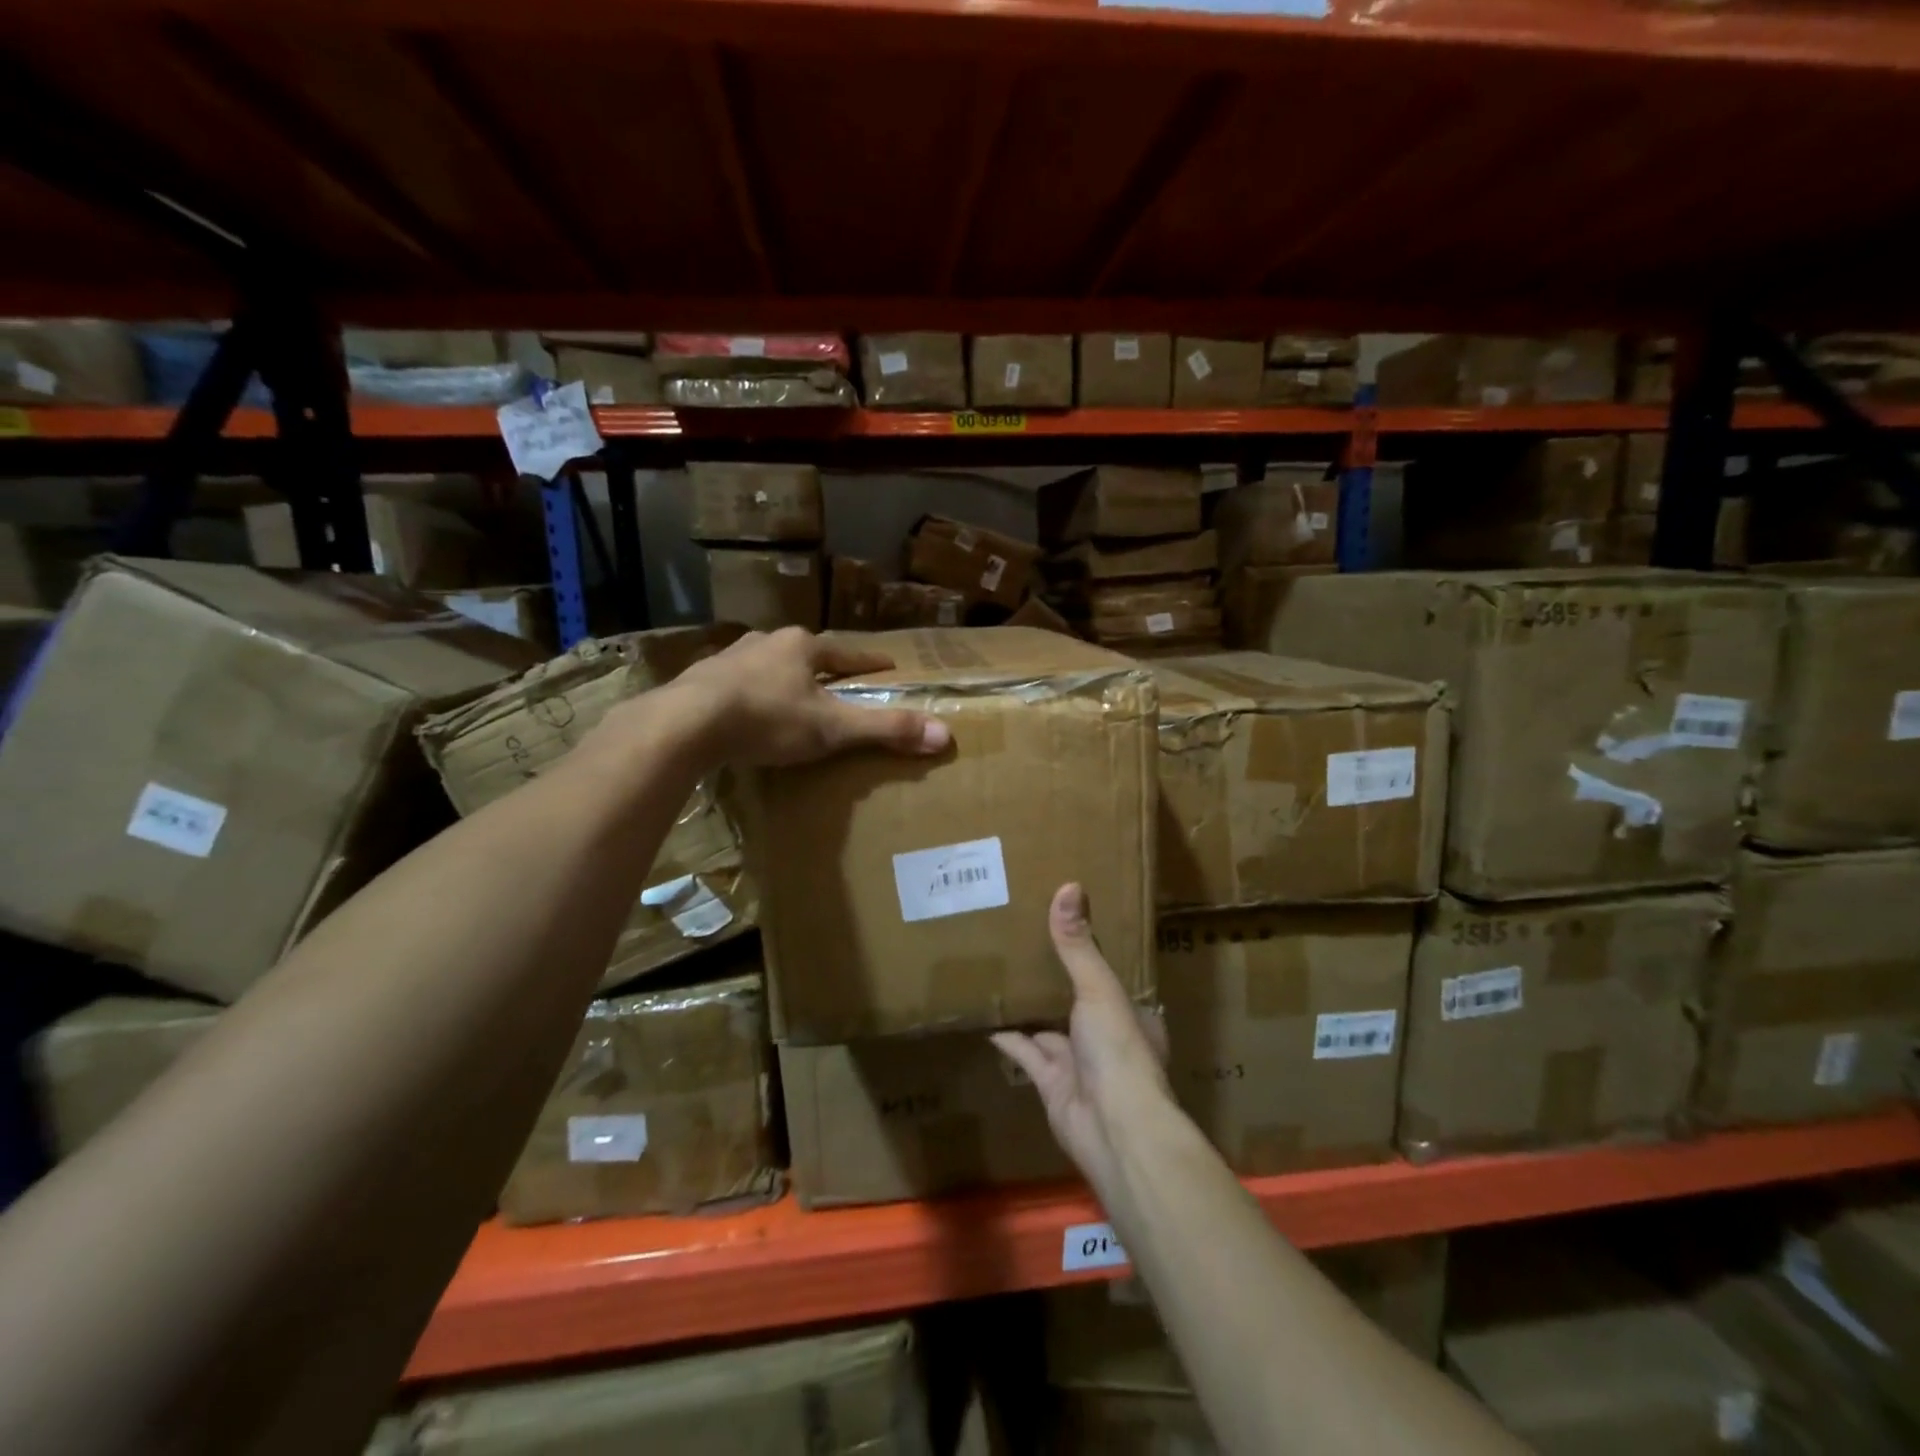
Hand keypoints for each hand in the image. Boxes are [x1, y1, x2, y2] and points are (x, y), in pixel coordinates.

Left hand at [668, 626, 950, 767]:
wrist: (686, 724)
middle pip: (805, 654)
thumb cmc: (768, 719)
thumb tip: (946, 734)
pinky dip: (749, 693)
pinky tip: (746, 710)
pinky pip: (735, 683)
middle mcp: (767, 642)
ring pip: (767, 664)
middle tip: (836, 682)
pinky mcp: (700, 679)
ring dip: (782, 677)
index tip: (887, 665)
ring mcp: (730, 657)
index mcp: (803, 647)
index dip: (869, 662)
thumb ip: (886, 730)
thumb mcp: (833, 728)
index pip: (847, 652)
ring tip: (791, 695)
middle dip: (822, 667)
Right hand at [991, 883, 1171, 1194]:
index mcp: (1127, 1011)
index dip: (1089, 952)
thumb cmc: (1117, 1050)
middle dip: (1055, 979)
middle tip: (1023, 944)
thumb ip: (1078, 943)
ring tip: (1001, 976)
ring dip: (1029, 1009)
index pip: (1108, 975)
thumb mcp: (1098, 987)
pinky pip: (1026, 1056)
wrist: (1114, 1131)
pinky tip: (987, 1019)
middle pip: (1076, 1000)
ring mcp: (1079, 1064)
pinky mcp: (1052, 1086)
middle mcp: (1105, 1036)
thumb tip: (1069, 885)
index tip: (1064, 925)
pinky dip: (1008, 1039)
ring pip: (1049, 1028)